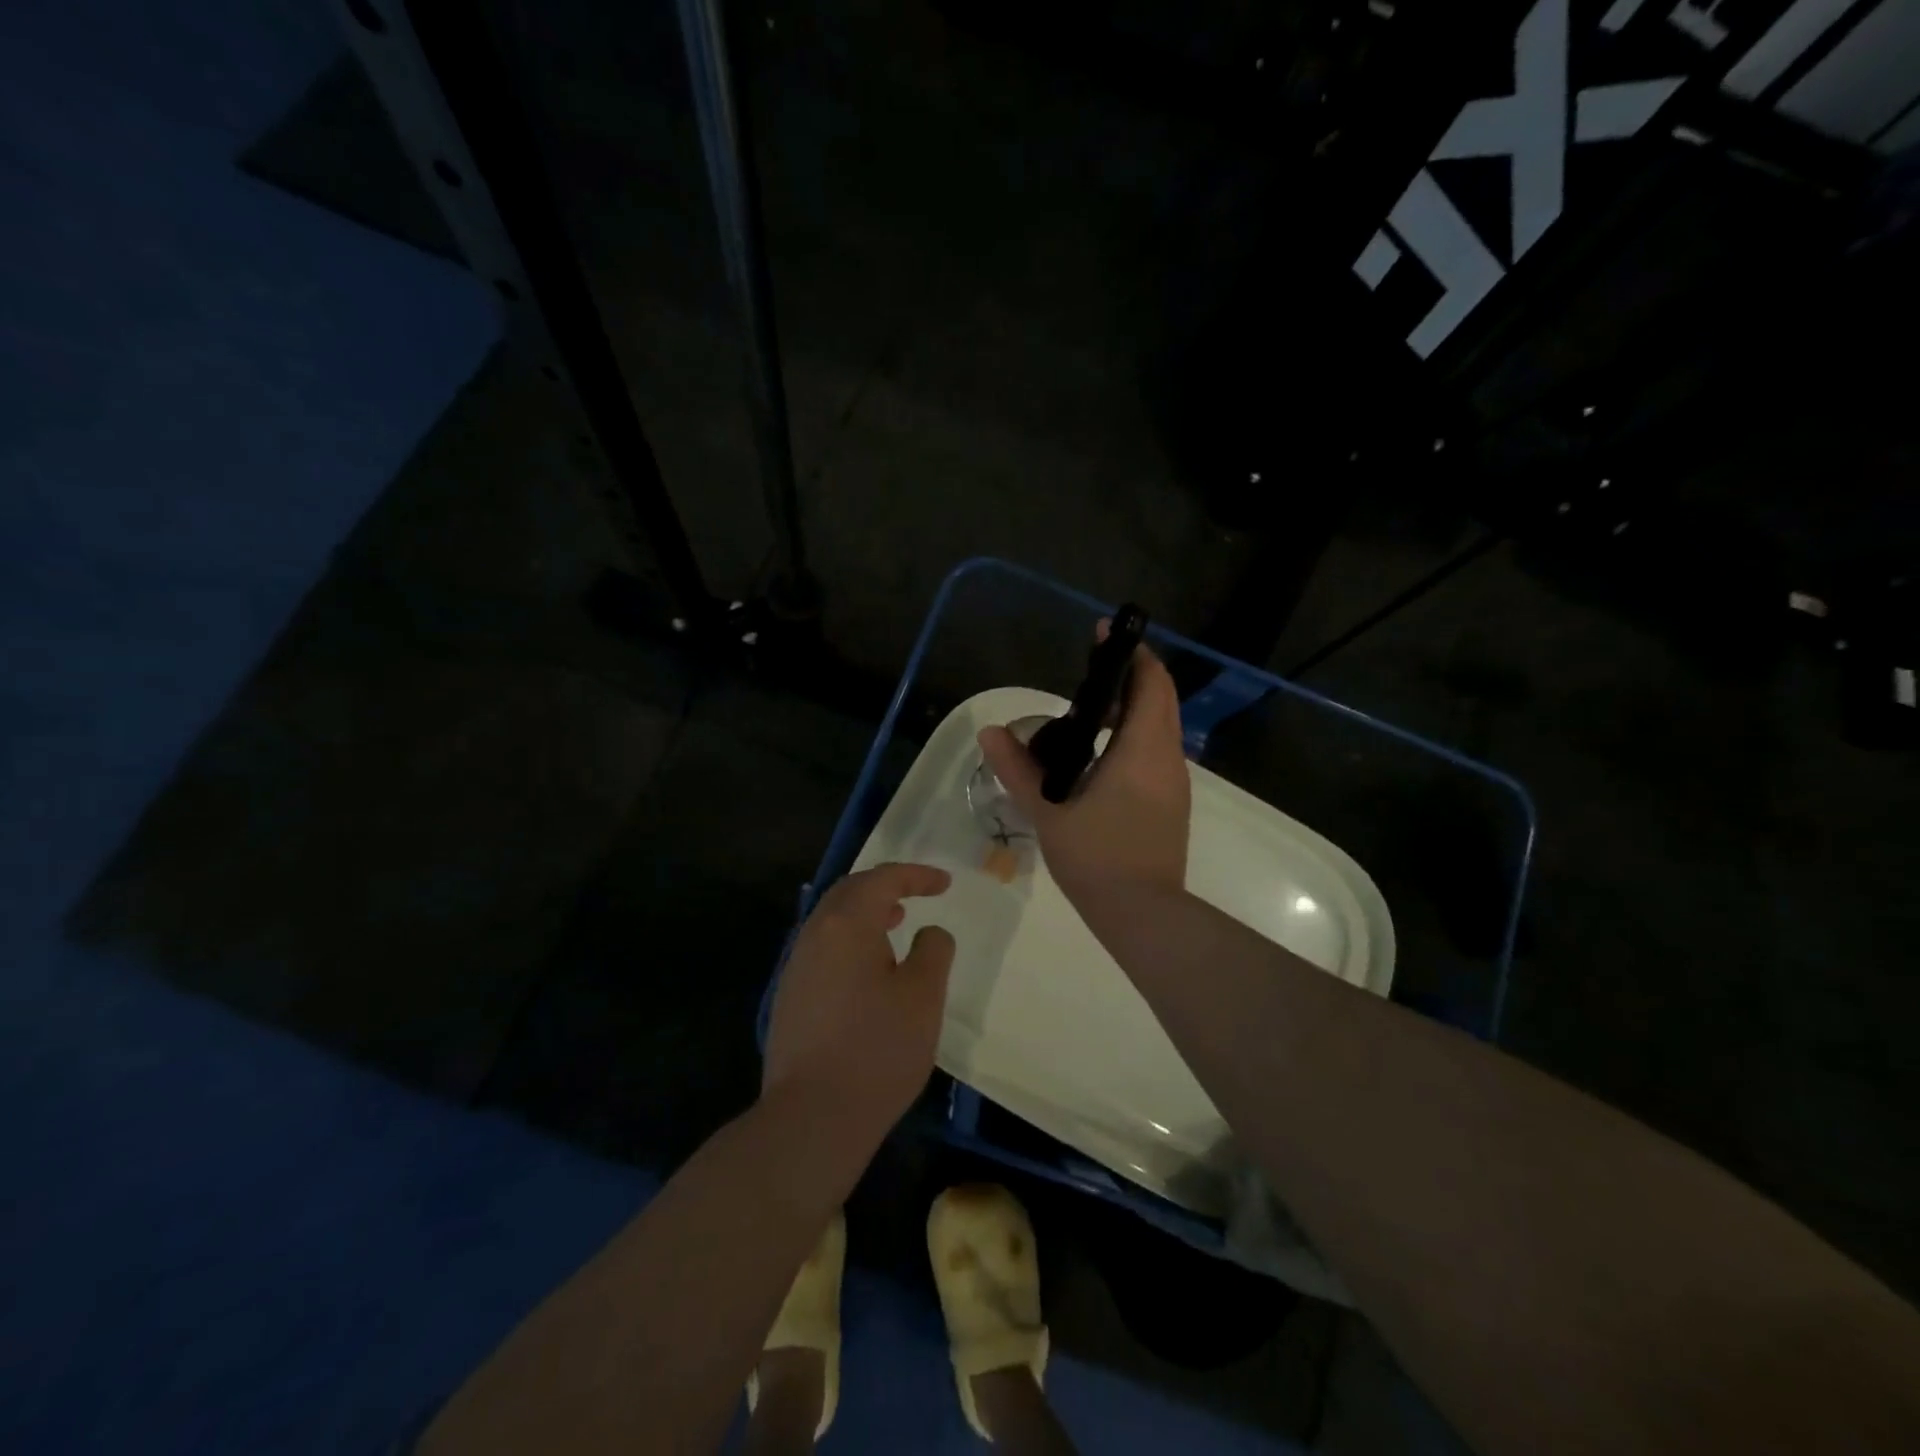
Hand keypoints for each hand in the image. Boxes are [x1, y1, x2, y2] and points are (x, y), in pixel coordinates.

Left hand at [762, 862, 955, 1137]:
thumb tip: (929, 933)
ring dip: (866, 913)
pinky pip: (823, 948)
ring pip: (832, 920)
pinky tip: (868, 969)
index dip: (916, 876)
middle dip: (885, 886)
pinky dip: (850, 940)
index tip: (944, 884)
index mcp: (846, 924)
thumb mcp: (923, 997)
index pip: (882, 880)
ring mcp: (796, 967)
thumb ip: (933, 951)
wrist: (812, 1117)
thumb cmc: (878, 1049)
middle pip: (849, 892)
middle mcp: (814, 935)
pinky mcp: (790, 997)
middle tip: (916, 894)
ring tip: (895, 923)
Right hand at [977, 630, 1189, 904]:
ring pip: (1160, 728)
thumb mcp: (1049, 812)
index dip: (1132, 654)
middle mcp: (1168, 759)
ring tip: (1090, 708)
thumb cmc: (1097, 858)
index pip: (1150, 684)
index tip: (1105, 635)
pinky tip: (1100, 754)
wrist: (1142, 916)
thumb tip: (990, 733)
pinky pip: (1156, 752)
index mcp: (1143, 751)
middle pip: (1159, 700)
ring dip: (1134, 708)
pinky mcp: (1170, 804)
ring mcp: (1173, 783)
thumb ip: (1018, 770)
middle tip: (1090, 670)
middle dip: (1131, 677)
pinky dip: (1135, 736)